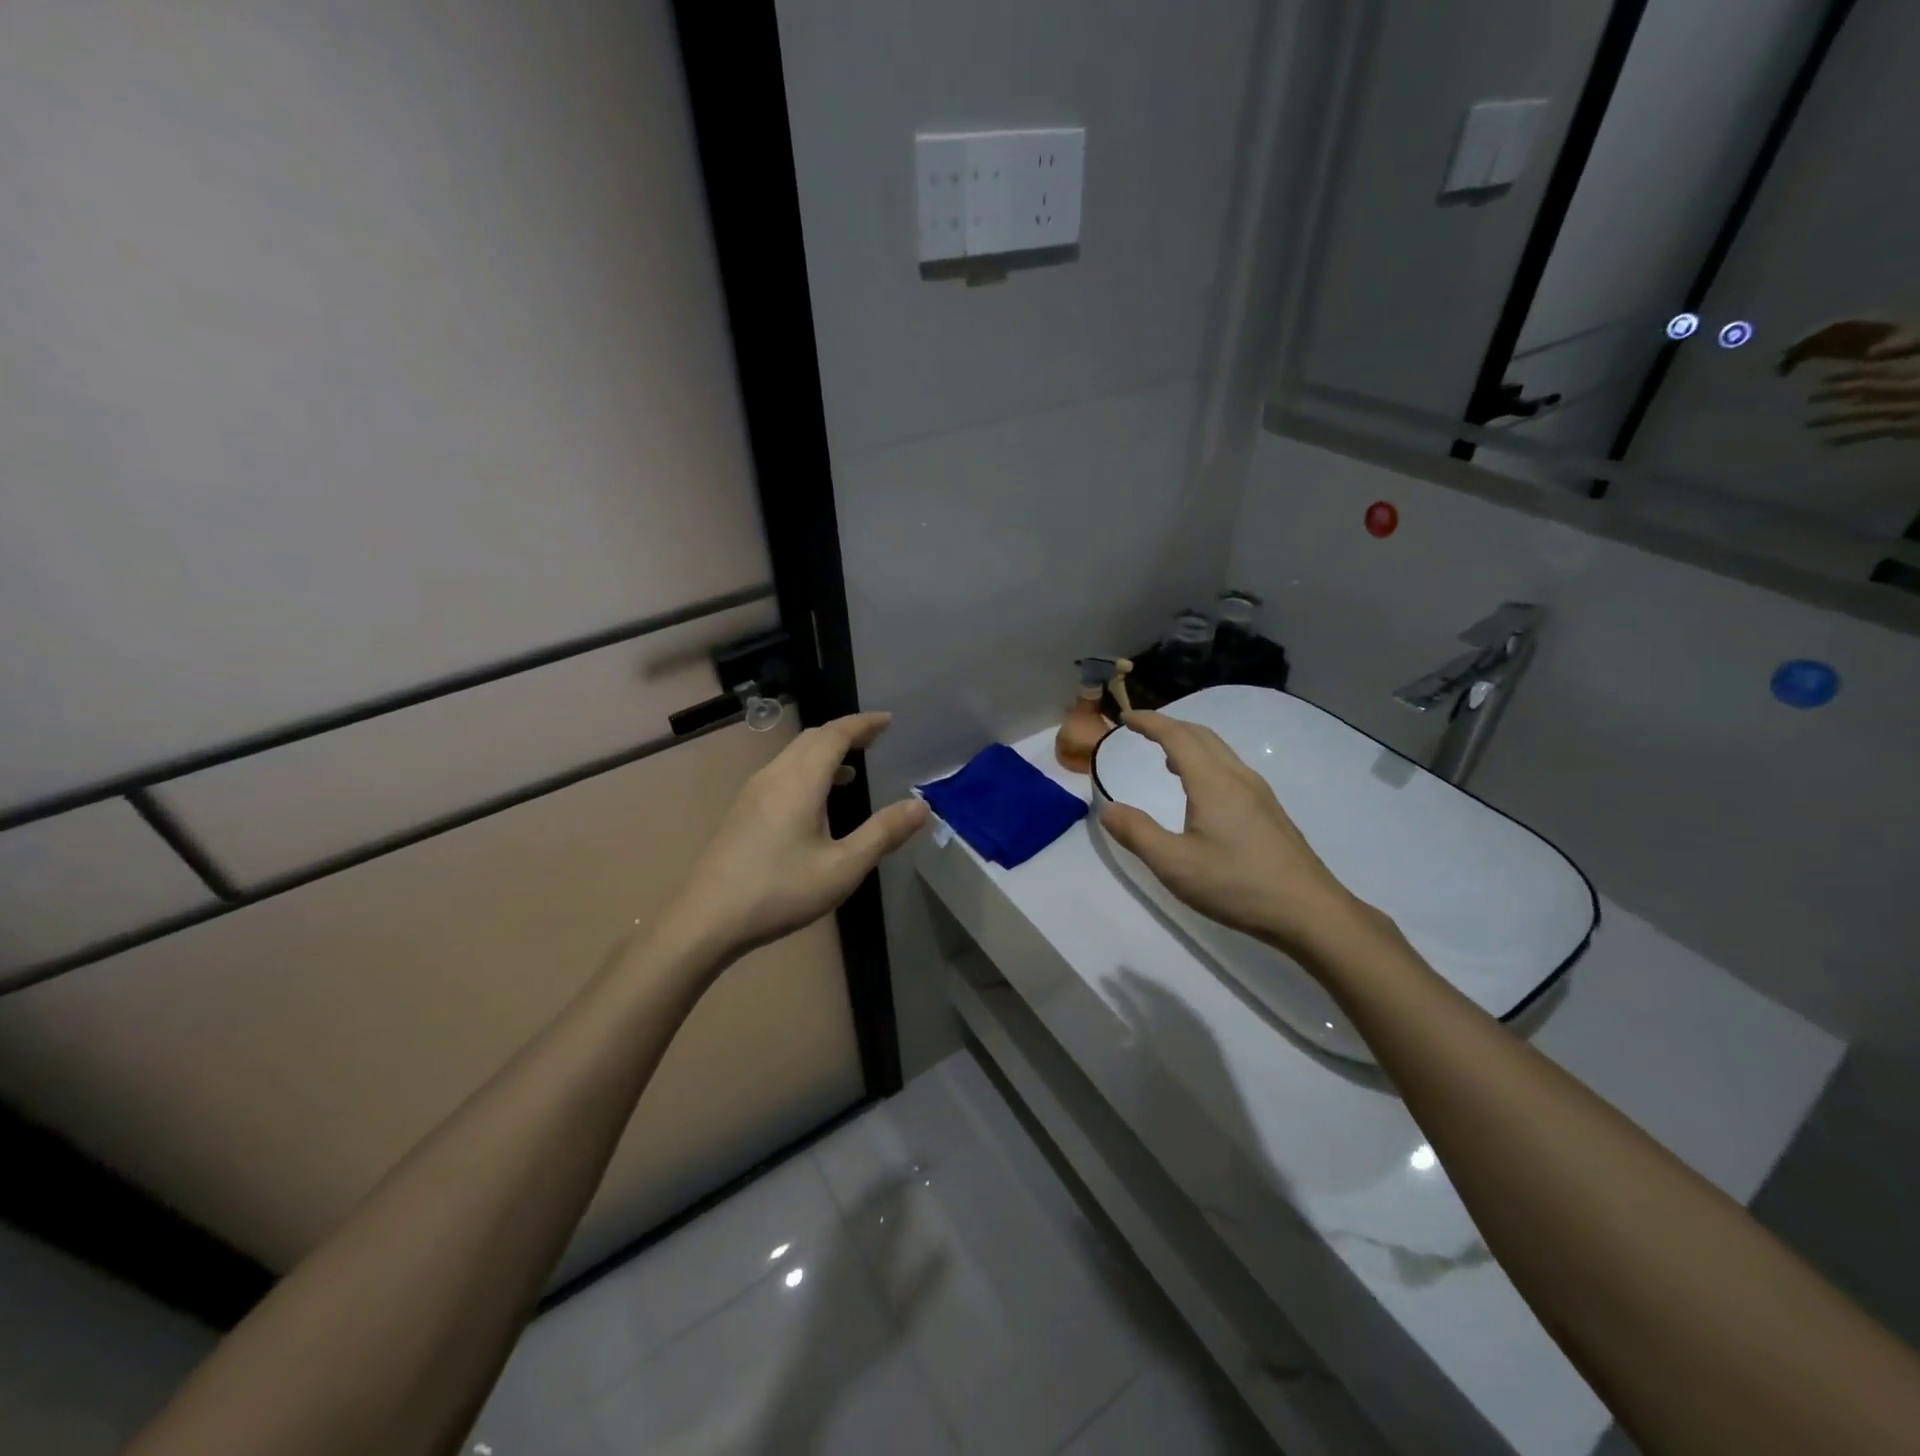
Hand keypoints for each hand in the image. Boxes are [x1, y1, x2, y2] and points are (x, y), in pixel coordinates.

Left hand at [659, 712, 928, 962]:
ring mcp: (753, 792)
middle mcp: (775, 776)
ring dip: (824, 751)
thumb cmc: (780, 891)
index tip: (888, 721)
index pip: (835, 735)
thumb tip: (920, 806)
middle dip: (845, 732)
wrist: (707, 919)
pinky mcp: (742, 810)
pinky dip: (807, 769)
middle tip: (874, 738)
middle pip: (812, 738)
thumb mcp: (842, 868)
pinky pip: (782, 772)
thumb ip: (882, 834)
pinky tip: (816, 800)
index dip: (863, 724)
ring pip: (793, 754)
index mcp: (800, 782)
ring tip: (852, 768)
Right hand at [1098, 711, 1371, 959]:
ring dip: (1189, 743)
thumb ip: (1137, 833)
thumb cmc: (1237, 885)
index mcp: (1212, 782)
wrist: (1308, 911)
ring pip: (1219, 750)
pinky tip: (1200, 790)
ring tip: (1165, 757)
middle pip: (1201, 735)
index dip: (1149, 722)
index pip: (1176, 735)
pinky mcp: (1269, 810)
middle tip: (1141, 730)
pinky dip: (1205, 761)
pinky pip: (1230, 768)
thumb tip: (1108, 809)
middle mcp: (1237, 777)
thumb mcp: (1174, 864)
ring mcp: (1259, 792)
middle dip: (1168, 725)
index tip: (1124, 717)